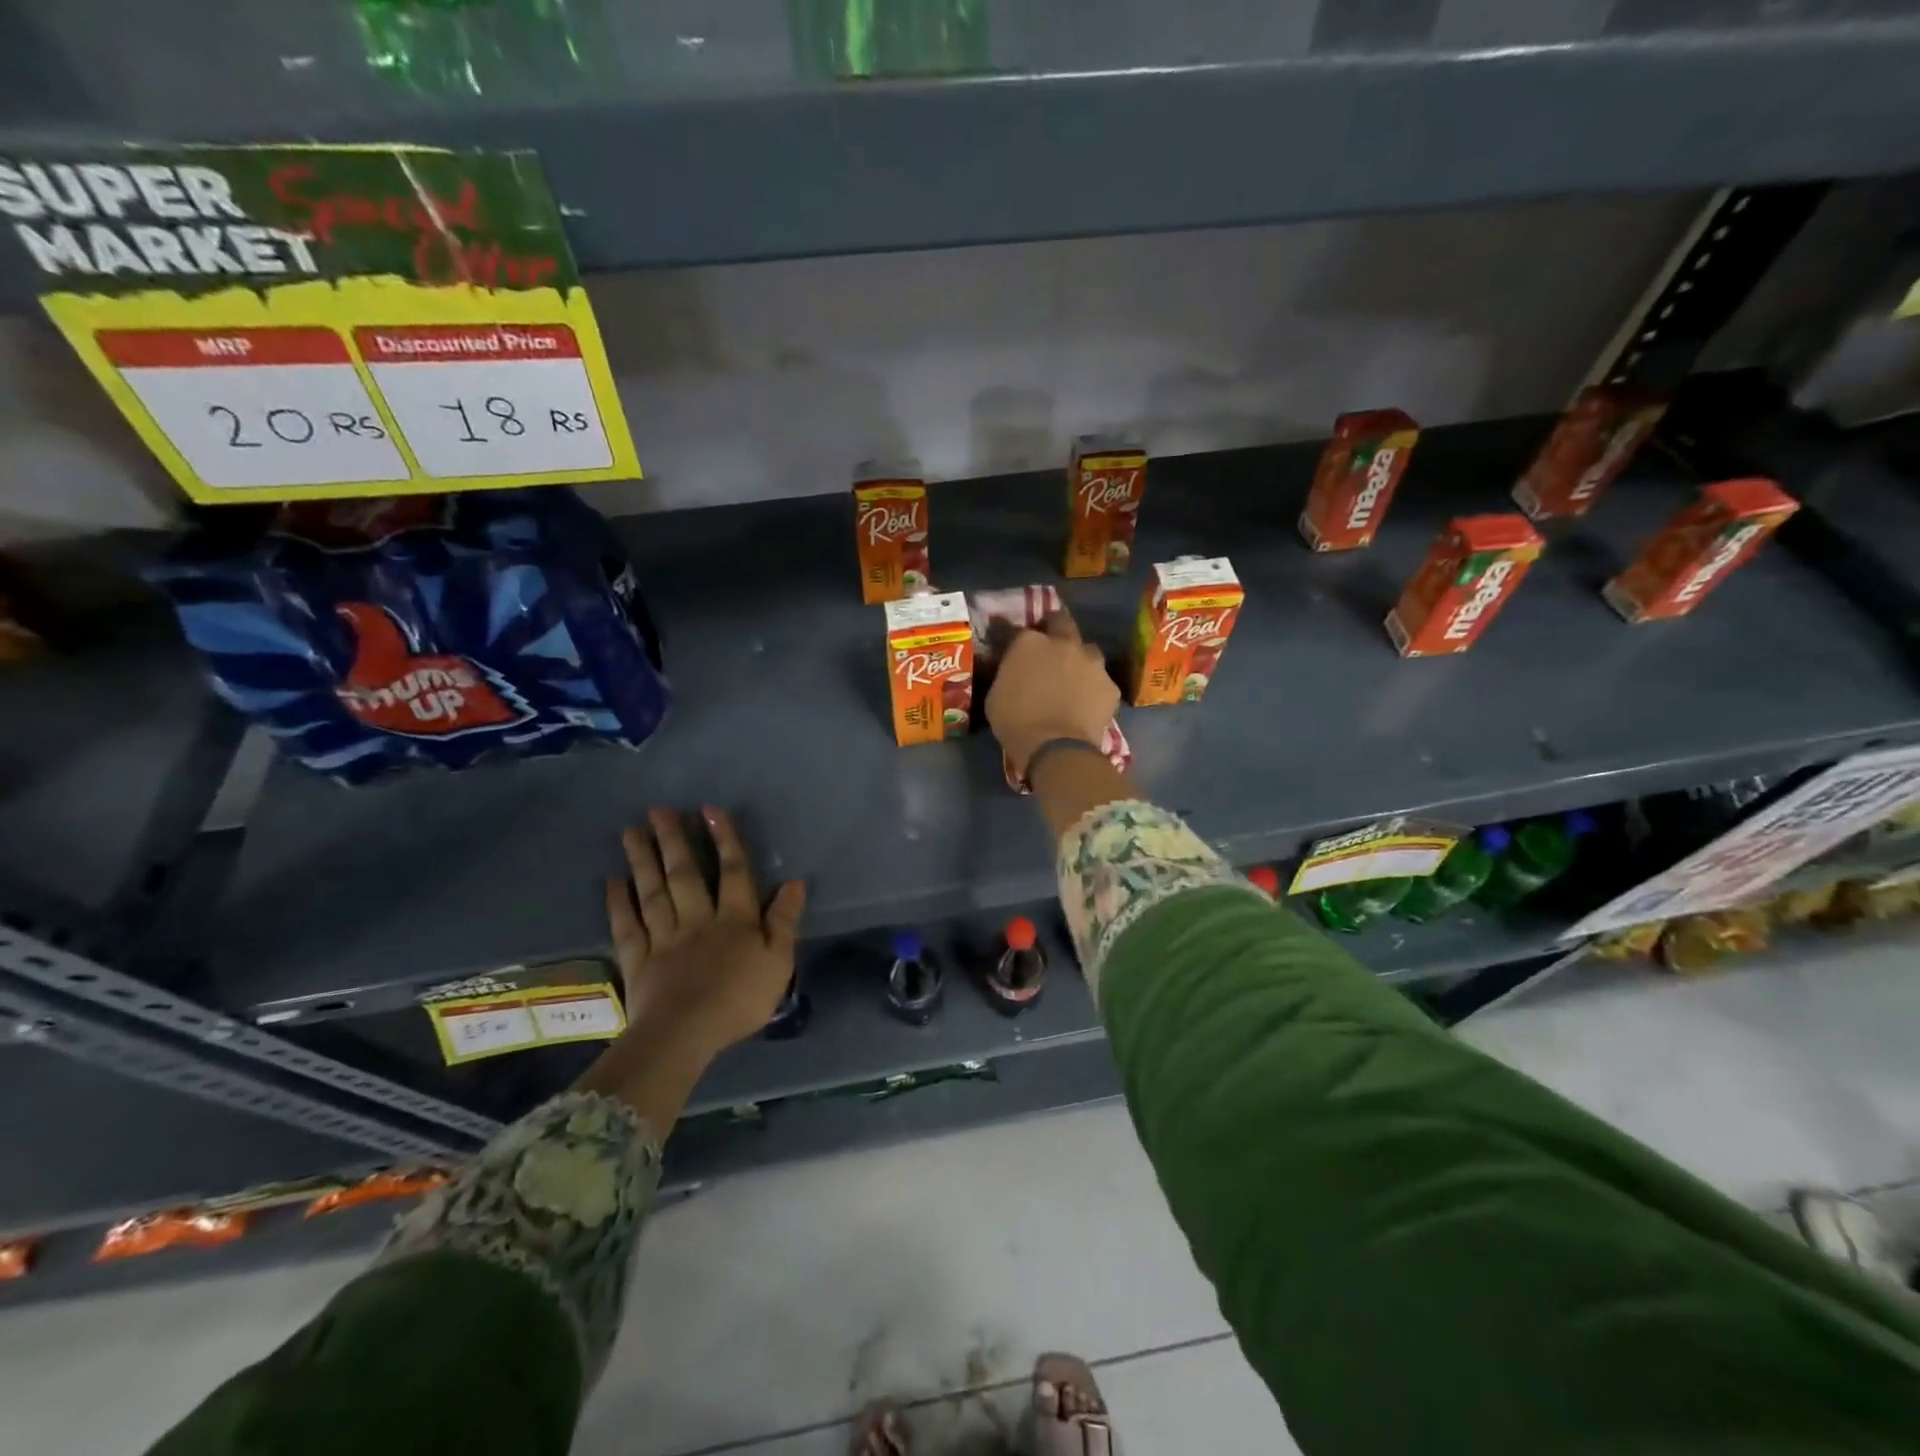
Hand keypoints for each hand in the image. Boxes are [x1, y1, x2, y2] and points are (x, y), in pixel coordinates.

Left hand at [605, 806, 805, 1065]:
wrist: (686, 1036)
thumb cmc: (739, 1000)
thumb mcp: (779, 962)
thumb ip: (784, 921)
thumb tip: (795, 882)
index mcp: (734, 920)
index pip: (733, 872)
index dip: (724, 840)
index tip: (709, 810)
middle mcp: (697, 920)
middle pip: (685, 875)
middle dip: (672, 840)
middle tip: (657, 810)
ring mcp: (664, 938)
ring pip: (653, 892)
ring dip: (643, 861)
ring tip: (632, 831)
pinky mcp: (638, 961)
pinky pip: (627, 926)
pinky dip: (618, 903)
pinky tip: (613, 881)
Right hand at [986, 609, 1120, 779]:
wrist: (1056, 749)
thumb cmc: (1016, 723)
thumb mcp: (995, 695)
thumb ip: (1007, 674)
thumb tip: (1013, 671)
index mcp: (1029, 642)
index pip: (1018, 630)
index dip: (1015, 638)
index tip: (1012, 647)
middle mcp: (1064, 643)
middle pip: (1062, 622)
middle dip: (1056, 629)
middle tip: (1049, 648)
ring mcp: (1092, 663)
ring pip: (1088, 651)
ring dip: (1080, 660)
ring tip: (1073, 679)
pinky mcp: (1111, 686)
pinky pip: (1101, 682)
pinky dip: (1094, 690)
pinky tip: (1087, 705)